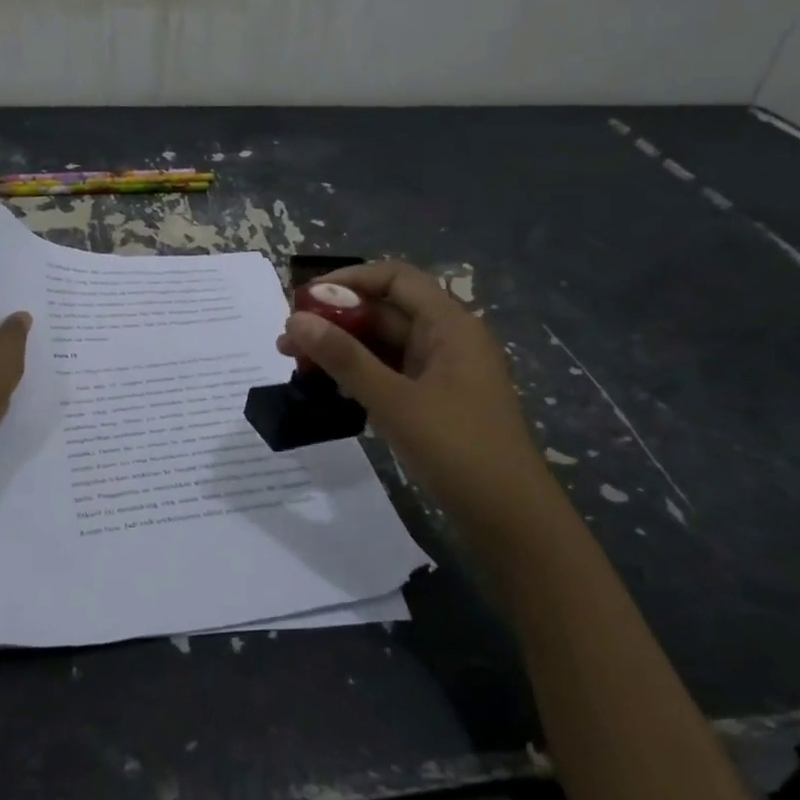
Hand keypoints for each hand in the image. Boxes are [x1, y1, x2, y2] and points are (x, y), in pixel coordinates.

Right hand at [276, 260, 549, 523]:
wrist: (511, 521)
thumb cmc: (458, 450)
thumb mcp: (394, 401)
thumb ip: (344, 358)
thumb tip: (296, 319)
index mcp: (450, 325)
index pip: (395, 278)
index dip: (349, 280)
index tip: (304, 299)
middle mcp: (448, 340)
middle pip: (386, 312)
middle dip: (336, 321)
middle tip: (287, 341)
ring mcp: (443, 374)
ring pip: (385, 346)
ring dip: (344, 350)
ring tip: (297, 366)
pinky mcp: (436, 403)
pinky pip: (392, 375)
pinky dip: (361, 376)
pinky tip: (329, 390)